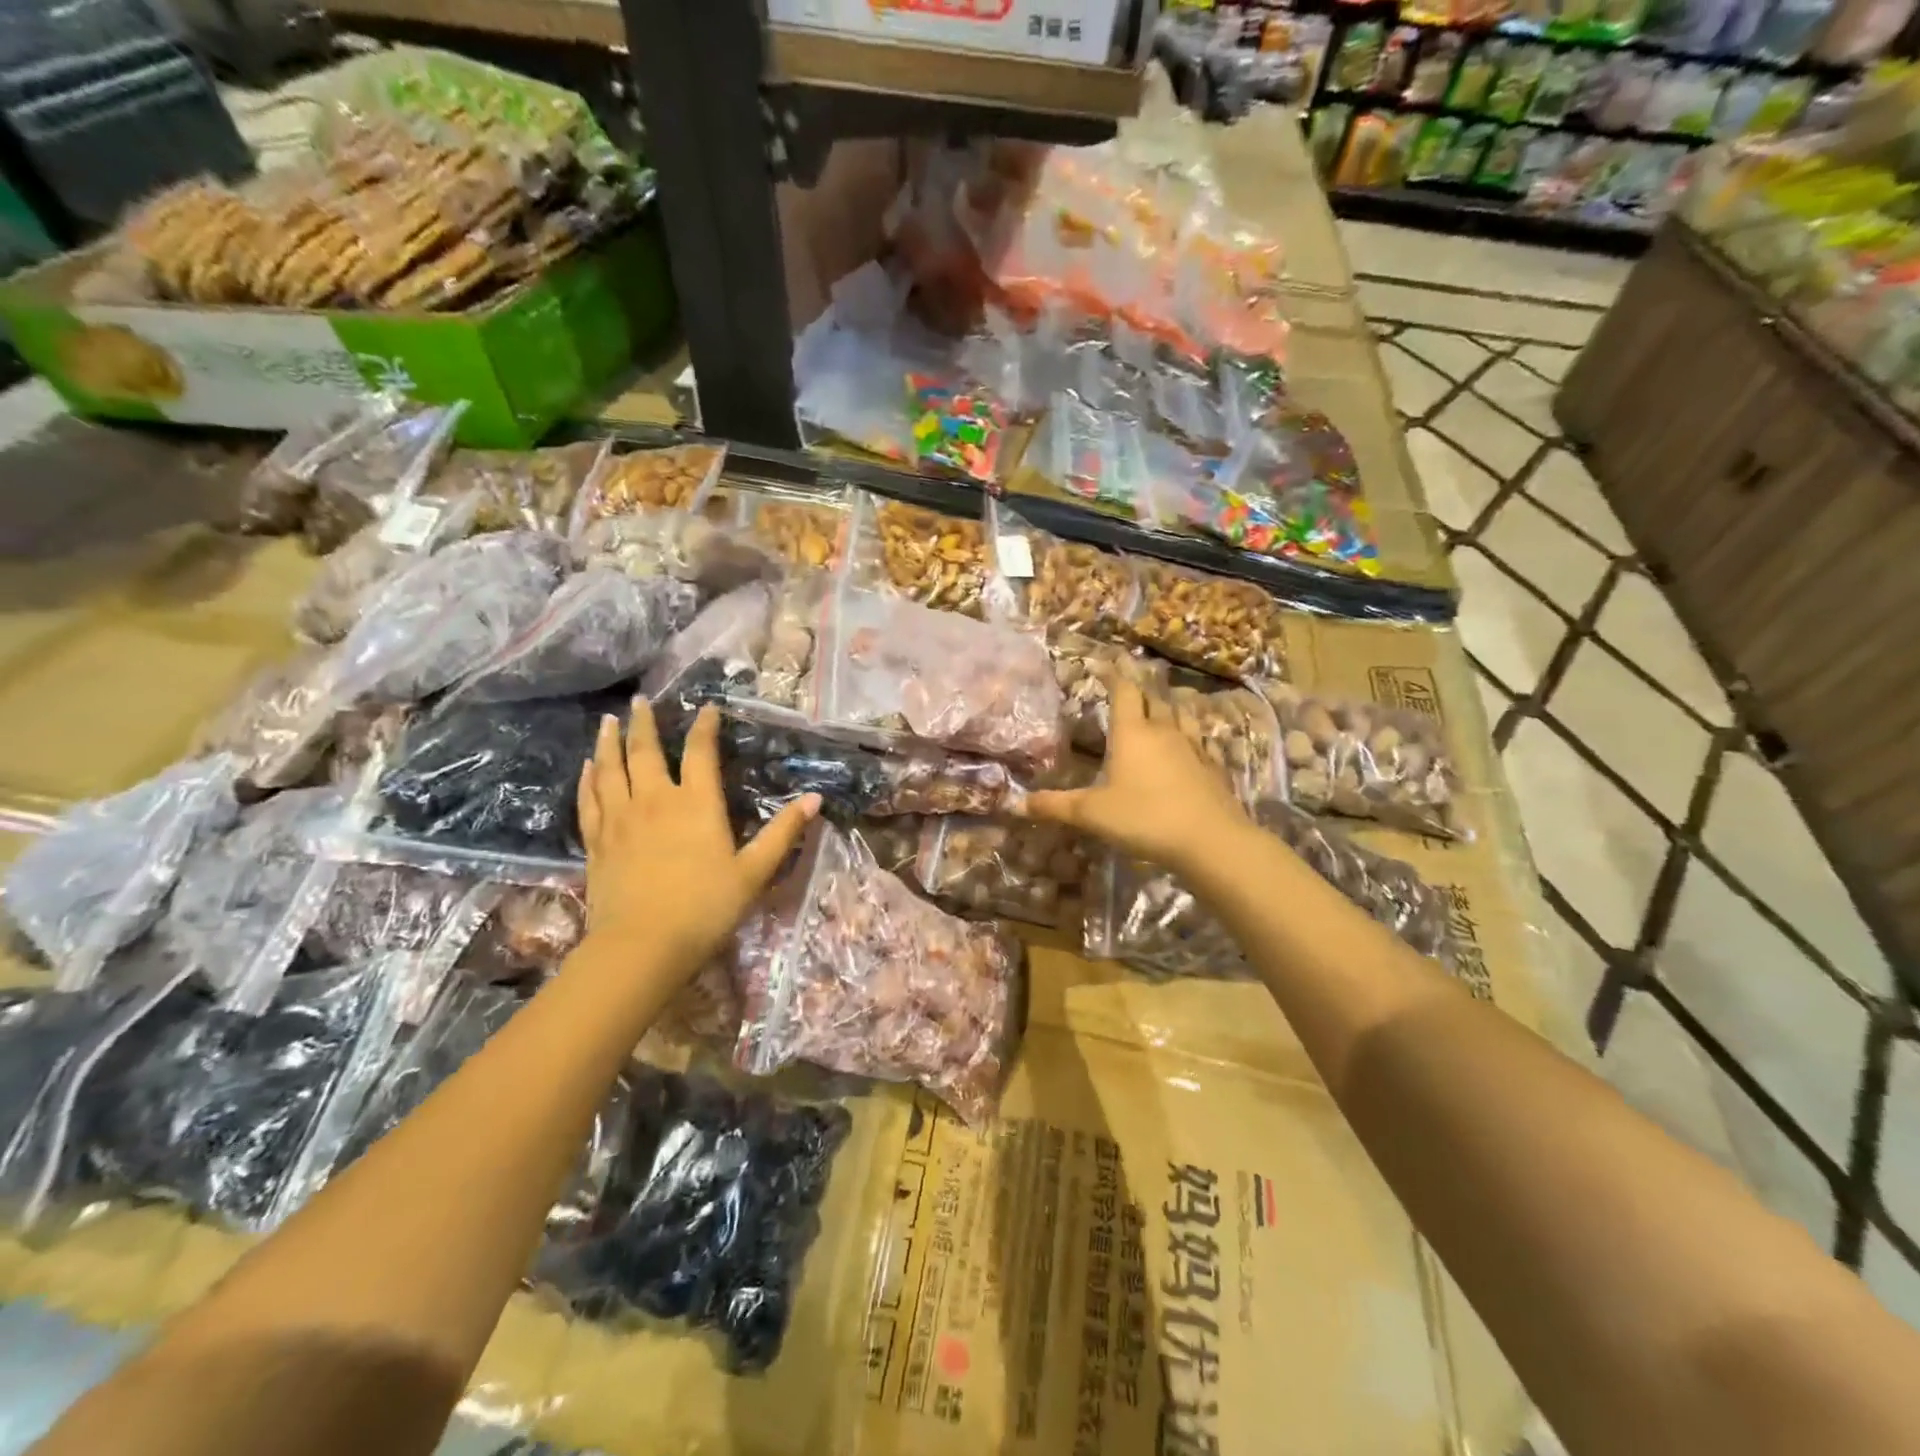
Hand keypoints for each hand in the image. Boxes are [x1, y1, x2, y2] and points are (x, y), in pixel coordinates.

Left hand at [578, 699, 818, 979]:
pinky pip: (589, 800)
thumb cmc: (705, 908)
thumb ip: (782, 833)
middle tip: (640, 701)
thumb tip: (814, 799)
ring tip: (608, 721)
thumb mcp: (754, 872)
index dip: (704, 727)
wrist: (642, 947)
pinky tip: (587, 768)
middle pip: (645, 751)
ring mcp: (620, 820)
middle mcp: (655, 801)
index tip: (706, 708)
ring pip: (610, 769)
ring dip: (609, 742)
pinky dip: (588, 779)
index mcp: (696, 804)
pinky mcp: (597, 842)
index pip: (700, 752)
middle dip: (644, 723)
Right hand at [1020, 679, 1248, 874]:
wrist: (1210, 840)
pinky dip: (1192, 736)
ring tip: (1162, 705)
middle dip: (1140, 689)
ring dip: (1169, 707)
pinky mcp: (1214, 768)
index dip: (1114, 675)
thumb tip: (1018, 803)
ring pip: (1181, 715)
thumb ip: (1056, 806)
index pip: (1123, 691)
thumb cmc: (1144, 818)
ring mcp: (1193, 748)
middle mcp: (1164, 732)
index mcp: (1132, 733)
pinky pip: (1201, 741)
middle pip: (1153, 699)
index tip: (1105, 663)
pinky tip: (1192, 744)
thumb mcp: (1091, 814)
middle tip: (1129, 685)